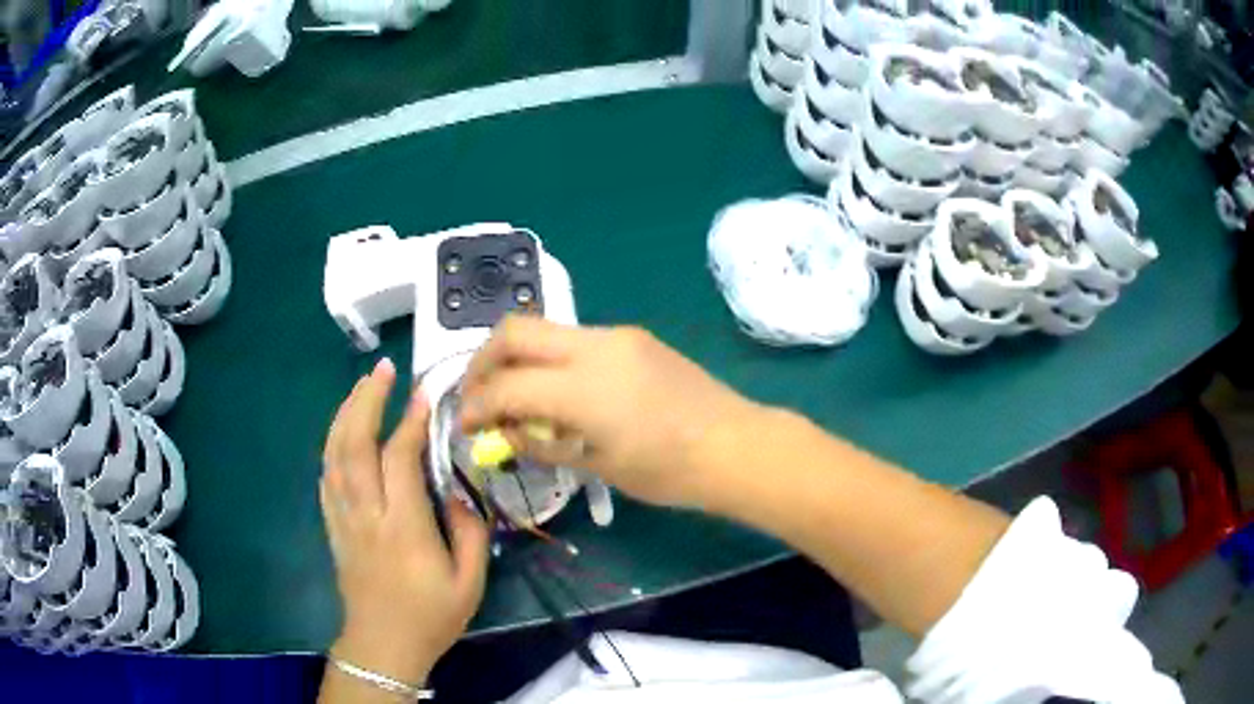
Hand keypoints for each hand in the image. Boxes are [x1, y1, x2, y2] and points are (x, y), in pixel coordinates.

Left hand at [321, 359, 489, 685]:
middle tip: (384, 370)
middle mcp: (366, 515)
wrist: (383, 645)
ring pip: (334, 454)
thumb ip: (470, 532)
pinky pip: (327, 475)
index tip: (424, 392)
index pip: (399, 460)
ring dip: (346, 413)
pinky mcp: (333, 525)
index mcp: (402, 528)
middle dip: (366, 400)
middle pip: (355, 445)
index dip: (410, 421)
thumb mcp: (469, 583)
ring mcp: (343, 518)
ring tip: (363, 385)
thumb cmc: (430, 617)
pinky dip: (333, 444)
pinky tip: (343, 429)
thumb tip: (459, 490)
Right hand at [459, 316, 764, 507]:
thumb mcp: (598, 465)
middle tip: (479, 396)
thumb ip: (543, 443)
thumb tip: (503, 432)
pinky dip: (550, 359)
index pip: (507, 384)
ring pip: (544, 329)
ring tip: (514, 396)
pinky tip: (556, 391)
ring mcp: (616, 335)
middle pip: (515, 330)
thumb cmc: (669, 471)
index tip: (465, 426)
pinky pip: (574, 339)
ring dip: (517, 357)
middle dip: (484, 361)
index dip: (477, 404)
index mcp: (583, 386)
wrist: (734, 445)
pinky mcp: (632, 337)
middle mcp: (594, 345)